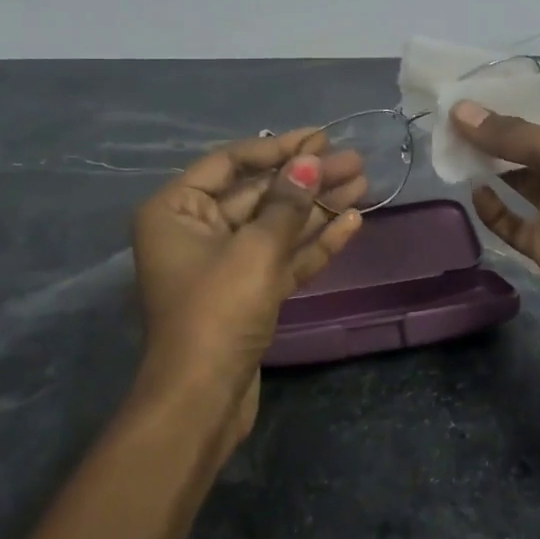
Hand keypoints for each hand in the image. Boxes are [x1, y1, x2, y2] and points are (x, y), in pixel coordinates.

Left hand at [131, 129, 365, 447]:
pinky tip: (351, 222)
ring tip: (363, 184)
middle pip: (259, 194)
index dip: (278, 148)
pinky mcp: (248, 294)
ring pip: (277, 226)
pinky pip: (282, 258)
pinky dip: (314, 242)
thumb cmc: (218, 311)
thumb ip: (286, 202)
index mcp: (177, 211)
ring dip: (318, 207)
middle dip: (307, 178)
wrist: (202, 401)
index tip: (320, 138)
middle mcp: (196, 231)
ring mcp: (224, 265)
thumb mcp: (255, 249)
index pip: (230, 163)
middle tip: (355, 161)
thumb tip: (311, 161)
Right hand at [453, 84, 539, 381]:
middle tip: (448, 108)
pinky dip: (491, 208)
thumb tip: (459, 111)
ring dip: (486, 160)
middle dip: (493, 122)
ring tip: (448, 142)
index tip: (474, 76)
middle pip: (527, 135)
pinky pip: (510, 220)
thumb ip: (514, 135)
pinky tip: (472, 192)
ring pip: (514, 175)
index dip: (519, 85)